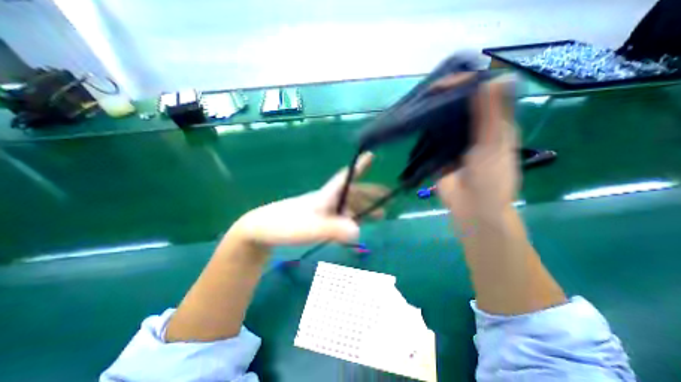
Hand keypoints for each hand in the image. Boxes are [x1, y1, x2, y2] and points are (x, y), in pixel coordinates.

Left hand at [232, 152, 385, 246]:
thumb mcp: (310, 228)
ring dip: (363, 209)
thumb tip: (358, 232)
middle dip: (370, 195)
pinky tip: (355, 227)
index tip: (371, 155)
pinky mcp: (317, 219)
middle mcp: (326, 199)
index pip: (346, 177)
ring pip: (347, 205)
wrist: (261, 230)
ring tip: (378, 216)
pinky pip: (339, 216)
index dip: (359, 167)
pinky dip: (350, 219)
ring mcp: (321, 209)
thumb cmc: (284, 225)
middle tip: (386, 201)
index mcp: (326, 195)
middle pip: (351, 193)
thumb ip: (333, 229)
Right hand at [433, 75, 518, 221]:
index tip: (446, 84)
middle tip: (428, 91)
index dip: (466, 84)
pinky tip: (415, 123)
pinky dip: (424, 130)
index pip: (482, 94)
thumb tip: (496, 78)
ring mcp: (454, 140)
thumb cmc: (490, 178)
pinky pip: (431, 137)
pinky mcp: (439, 152)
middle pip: (460, 105)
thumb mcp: (494, 145)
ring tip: (419, 103)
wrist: (471, 207)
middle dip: (446, 96)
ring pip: (444, 120)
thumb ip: (491, 115)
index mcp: (494, 123)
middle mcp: (474, 128)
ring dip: (433, 112)